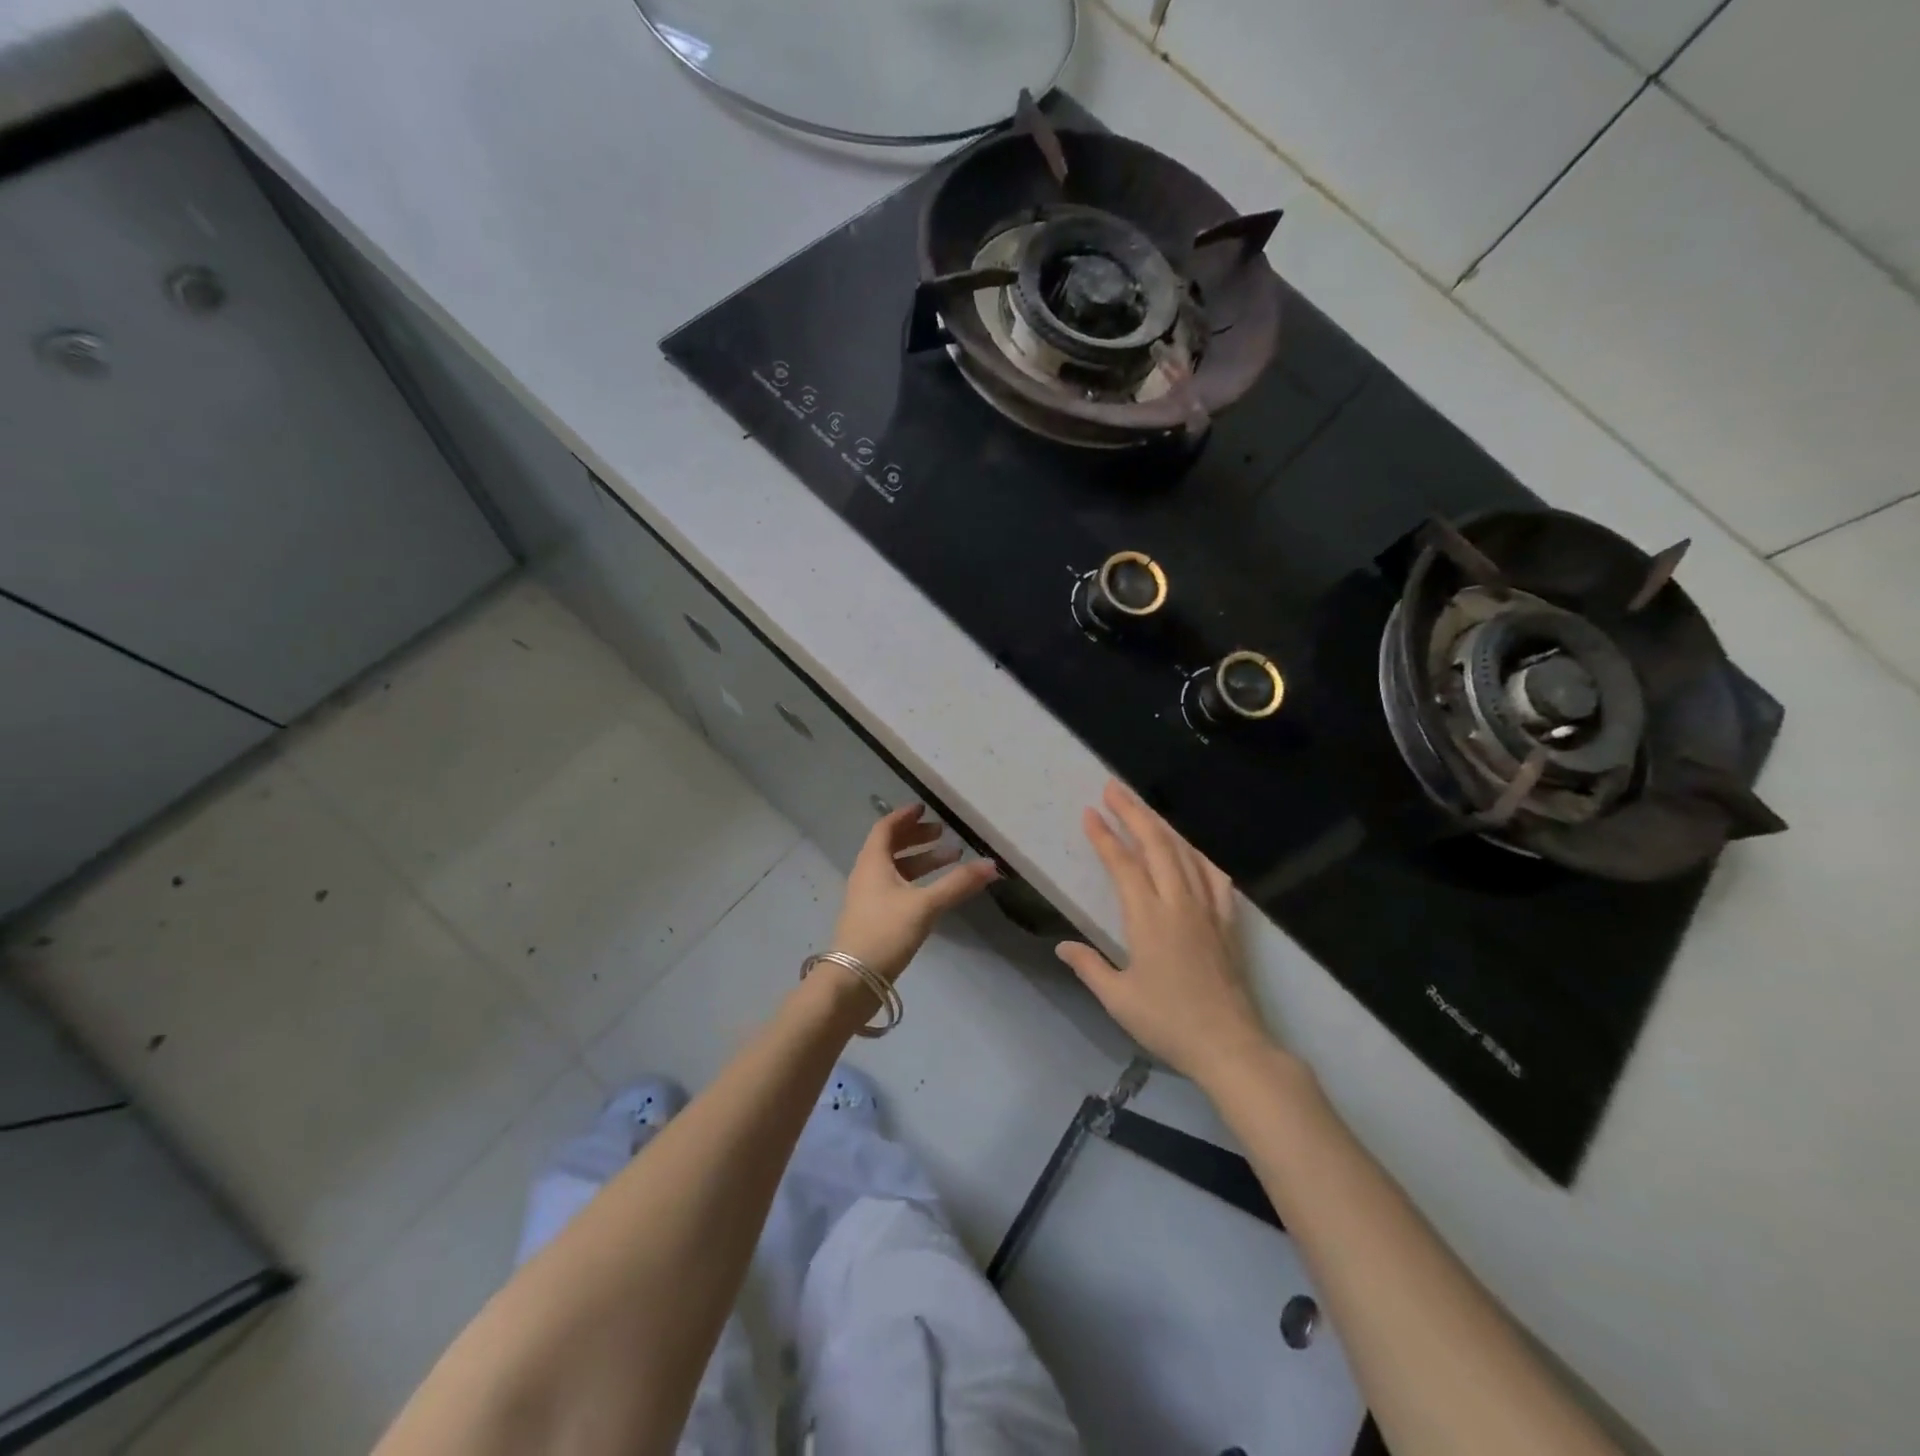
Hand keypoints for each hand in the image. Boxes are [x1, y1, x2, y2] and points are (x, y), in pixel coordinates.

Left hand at [832, 805, 999, 981]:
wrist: (853, 980)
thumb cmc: (885, 932)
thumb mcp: (925, 905)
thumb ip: (958, 884)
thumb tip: (992, 865)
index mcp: (872, 862)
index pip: (886, 828)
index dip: (904, 816)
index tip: (925, 808)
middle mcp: (867, 875)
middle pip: (890, 847)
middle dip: (917, 838)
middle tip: (943, 833)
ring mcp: (868, 898)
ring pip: (895, 869)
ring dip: (920, 861)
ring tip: (951, 860)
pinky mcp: (873, 918)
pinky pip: (895, 888)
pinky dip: (915, 881)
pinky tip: (935, 892)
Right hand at [1057, 780, 1275, 1080]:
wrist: (1230, 1045)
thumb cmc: (1168, 1022)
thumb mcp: (1118, 998)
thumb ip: (1089, 966)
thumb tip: (1063, 945)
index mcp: (1148, 918)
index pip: (1123, 865)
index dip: (1105, 837)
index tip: (1090, 813)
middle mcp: (1178, 903)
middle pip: (1156, 845)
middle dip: (1133, 813)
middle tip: (1114, 788)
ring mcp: (1207, 910)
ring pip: (1185, 854)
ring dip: (1163, 826)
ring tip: (1144, 808)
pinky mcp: (1227, 922)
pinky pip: (1214, 877)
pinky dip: (1200, 856)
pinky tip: (1193, 850)